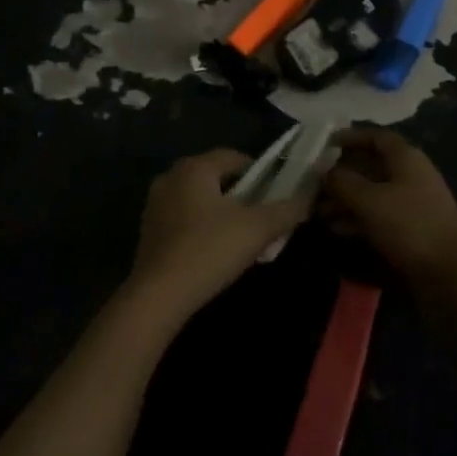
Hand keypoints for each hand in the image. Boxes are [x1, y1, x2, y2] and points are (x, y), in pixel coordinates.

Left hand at [126, 149, 313, 320]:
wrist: (157, 298)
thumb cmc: (209, 250)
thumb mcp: (258, 229)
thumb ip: (288, 210)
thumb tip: (309, 199)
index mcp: (195, 167)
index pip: (235, 157)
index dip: (260, 174)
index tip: (275, 196)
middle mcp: (171, 177)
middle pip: (217, 178)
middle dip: (241, 195)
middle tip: (260, 218)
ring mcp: (155, 205)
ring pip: (200, 200)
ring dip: (221, 213)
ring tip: (240, 239)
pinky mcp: (148, 232)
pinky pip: (183, 219)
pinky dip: (201, 229)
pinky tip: (213, 253)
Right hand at [321, 127, 456, 278]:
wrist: (452, 272)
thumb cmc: (409, 224)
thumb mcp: (370, 200)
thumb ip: (343, 183)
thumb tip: (325, 171)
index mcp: (405, 157)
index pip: (376, 137)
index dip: (351, 137)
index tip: (325, 145)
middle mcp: (409, 175)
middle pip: (371, 166)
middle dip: (342, 175)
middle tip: (313, 185)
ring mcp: (411, 204)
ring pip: (372, 194)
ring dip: (346, 200)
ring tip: (317, 212)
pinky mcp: (410, 231)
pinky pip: (378, 217)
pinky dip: (357, 219)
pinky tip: (336, 229)